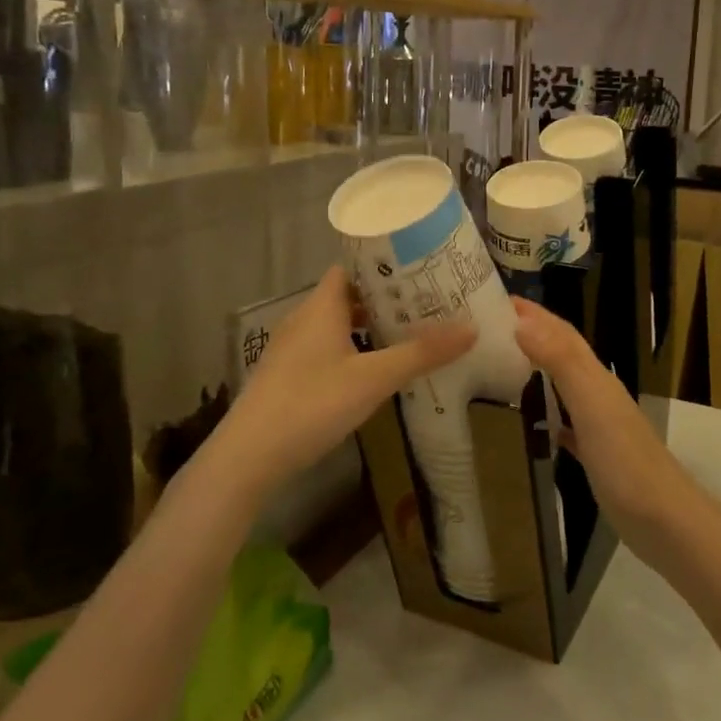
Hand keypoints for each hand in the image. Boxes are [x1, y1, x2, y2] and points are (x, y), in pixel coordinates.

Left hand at [210, 267, 475, 496]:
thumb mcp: (373, 378)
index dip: (384, 264)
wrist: (249, 456)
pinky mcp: (288, 375)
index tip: (420, 268)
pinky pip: (328, 348)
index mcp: (321, 306)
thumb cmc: (312, 404)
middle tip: (427, 302)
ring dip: (370, 326)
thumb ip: (420, 353)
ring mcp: (292, 348)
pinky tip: (375, 370)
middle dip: (386, 298)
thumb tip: (470, 328)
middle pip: (348, 295)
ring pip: (338, 325)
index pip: (352, 267)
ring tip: (410, 333)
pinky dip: (354, 349)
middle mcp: (304, 319)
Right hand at [511, 297, 686, 543]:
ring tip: (497, 365)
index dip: (533, 313)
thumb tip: (522, 322)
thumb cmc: (625, 461)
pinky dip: (544, 411)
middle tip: (486, 328)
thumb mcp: (591, 404)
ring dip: (534, 368)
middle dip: (529, 333)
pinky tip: (527, 420)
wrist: (665, 522)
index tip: (494, 299)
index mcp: (595, 377)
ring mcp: (598, 424)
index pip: (561, 332)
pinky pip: (564, 421)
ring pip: (561, 384)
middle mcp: (597, 393)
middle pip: (561, 352)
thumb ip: (561, 361)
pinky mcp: (595, 454)